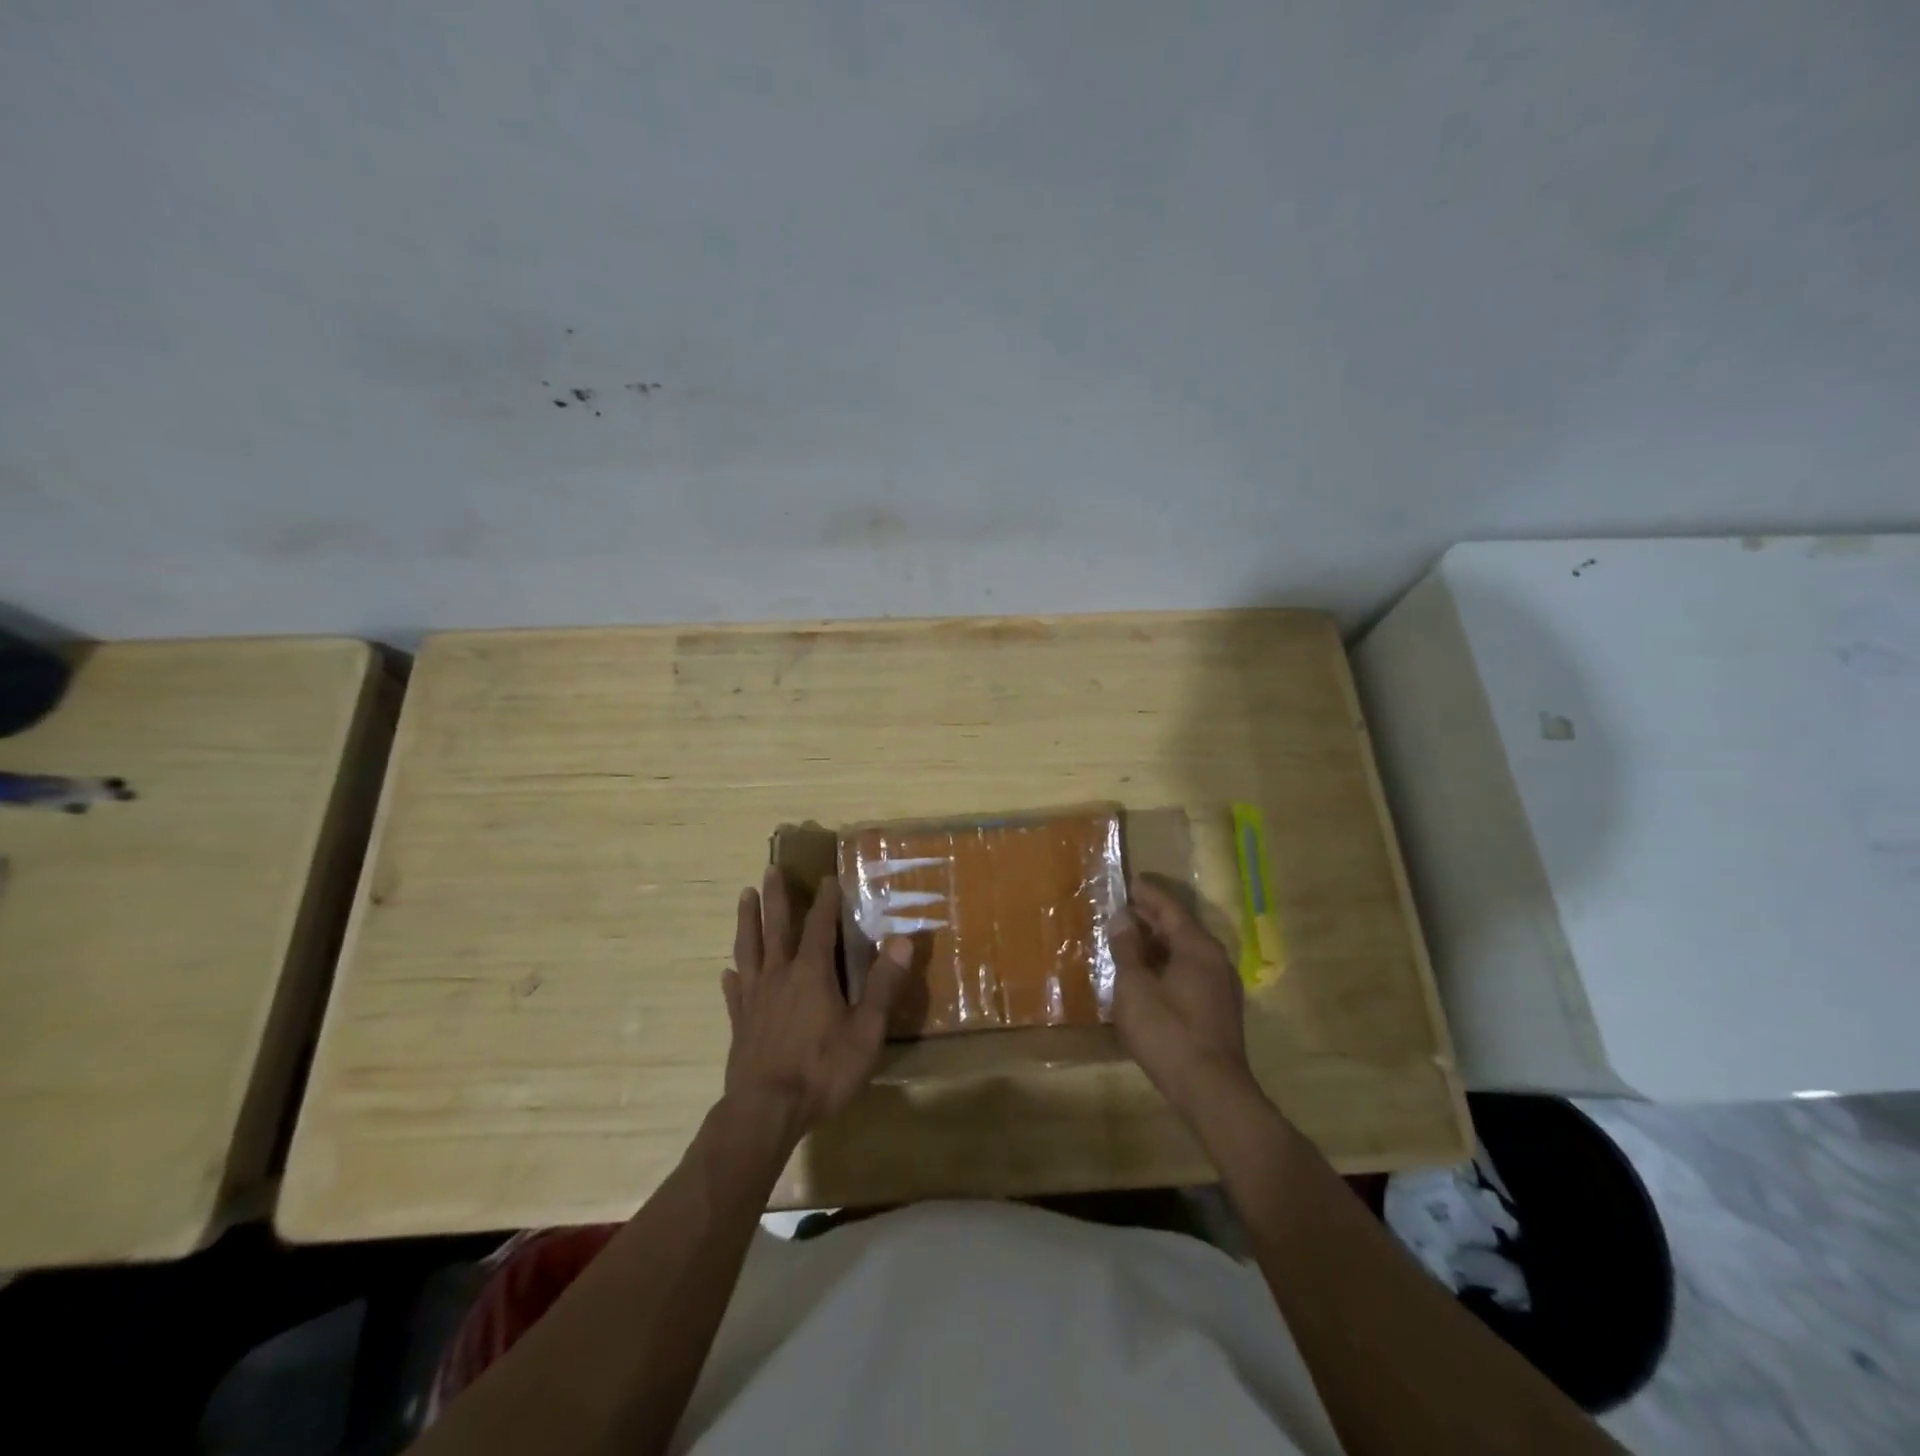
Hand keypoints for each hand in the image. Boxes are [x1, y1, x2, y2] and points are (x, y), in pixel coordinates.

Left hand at [720, 869, 911, 1145]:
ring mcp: (755, 999)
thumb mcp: (865, 1030)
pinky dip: (733, 976)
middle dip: (776, 897)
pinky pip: (734, 991)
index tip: (827, 877)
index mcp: (811, 973)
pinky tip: (728, 971)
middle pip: (776, 927)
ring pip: (749, 949)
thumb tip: (902, 940)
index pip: (819, 927)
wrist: (765, 1112)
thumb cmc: (822, 1070)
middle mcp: (780, 976)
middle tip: (770, 870)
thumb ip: (883, 985)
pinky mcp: (740, 1023)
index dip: (825, 901)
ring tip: (744, 897)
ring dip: (748, 921)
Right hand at [1111, 877, 1253, 1109]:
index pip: (1170, 907)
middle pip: (1180, 928)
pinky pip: (1191, 972)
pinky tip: (1148, 976)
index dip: (1147, 894)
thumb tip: (1123, 918)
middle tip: (1123, 909)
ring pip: (1186, 952)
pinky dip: (1168, 964)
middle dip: (1151, 918)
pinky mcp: (1219, 1010)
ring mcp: (1222, 986)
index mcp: (1197, 947)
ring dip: (1158, 944)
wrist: (1212, 1091)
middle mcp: (1215, 959)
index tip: (1128, 881)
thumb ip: (1127, 950)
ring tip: (1129, 941)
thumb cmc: (1168, 1032)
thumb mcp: (1135, 987)